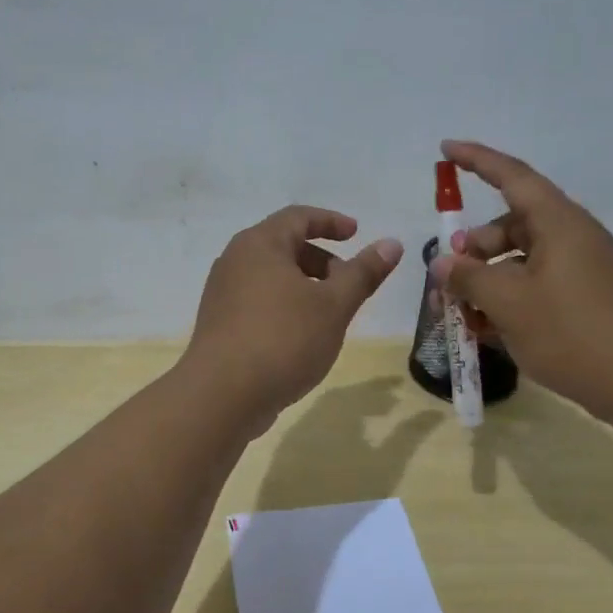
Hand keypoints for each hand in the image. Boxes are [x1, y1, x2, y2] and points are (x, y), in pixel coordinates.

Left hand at [183, 206, 403, 435]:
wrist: (222, 396)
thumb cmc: (283, 339)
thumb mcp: (334, 305)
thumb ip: (363, 273)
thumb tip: (392, 244)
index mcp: (259, 244)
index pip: (298, 217)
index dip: (331, 221)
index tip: (356, 233)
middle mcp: (234, 261)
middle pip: (283, 246)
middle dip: (321, 260)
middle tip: (348, 284)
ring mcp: (222, 294)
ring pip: (271, 277)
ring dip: (304, 286)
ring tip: (329, 315)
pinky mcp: (219, 324)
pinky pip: (258, 301)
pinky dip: (285, 306)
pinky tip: (301, 337)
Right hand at [428, 141, 612, 417]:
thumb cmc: (572, 332)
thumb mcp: (509, 303)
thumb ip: (469, 277)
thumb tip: (443, 263)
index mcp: (559, 223)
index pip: (512, 176)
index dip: (477, 160)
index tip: (445, 149)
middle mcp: (573, 238)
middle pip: (512, 225)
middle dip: (474, 248)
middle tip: (447, 277)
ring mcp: (583, 270)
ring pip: (521, 261)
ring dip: (487, 280)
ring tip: (461, 314)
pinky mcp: (587, 300)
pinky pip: (538, 286)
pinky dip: (510, 300)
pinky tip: (487, 331)